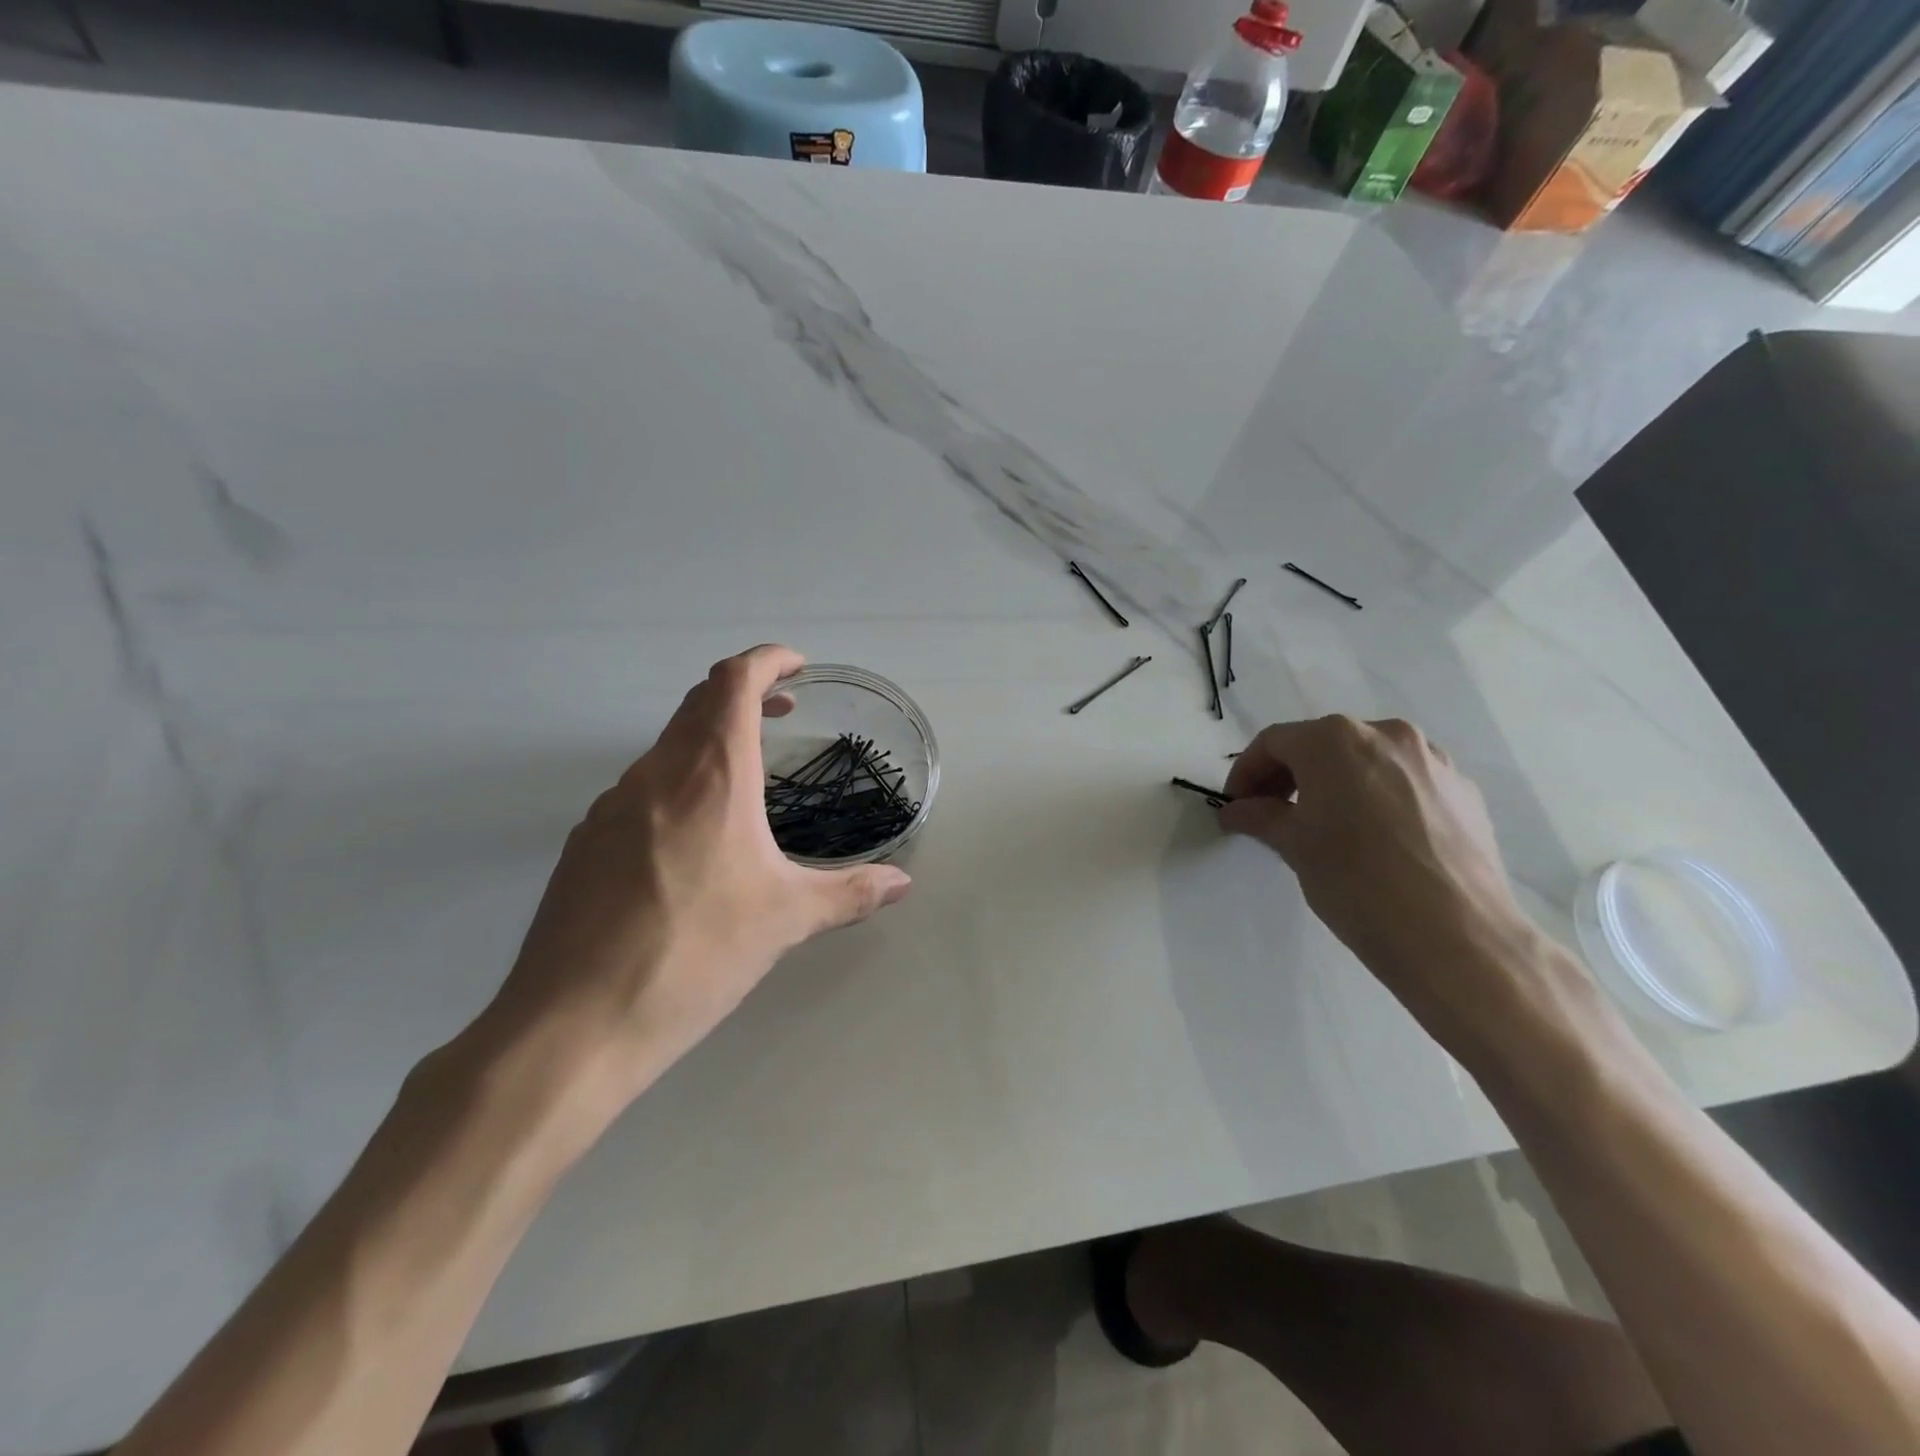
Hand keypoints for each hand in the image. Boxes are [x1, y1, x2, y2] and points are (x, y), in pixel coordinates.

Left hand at [476, 645, 911, 1106]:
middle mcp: (656, 774)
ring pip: (666, 746)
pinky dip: (677, 782)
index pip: (733, 682)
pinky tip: (693, 839)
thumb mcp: (786, 920)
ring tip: (746, 779)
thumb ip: (850, 893)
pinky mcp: (585, 843)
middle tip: (781, 711)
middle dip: (743, 694)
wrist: (575, 1023)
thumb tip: (902, 884)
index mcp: (711, 775)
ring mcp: (611, 806)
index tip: (796, 667)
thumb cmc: (696, 953)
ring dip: (709, 740)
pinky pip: (640, 789)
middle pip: (697, 703)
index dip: (766, 661)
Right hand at [1219, 716, 1540, 1040]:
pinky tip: (1376, 839)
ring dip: (1336, 784)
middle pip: (1322, 745)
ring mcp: (1432, 760)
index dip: (1246, 772)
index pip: (1274, 743)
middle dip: (1290, 776)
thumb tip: (1237, 811)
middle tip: (1273, 815)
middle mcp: (1385, 735)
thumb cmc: (1356, 881)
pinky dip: (1379, 798)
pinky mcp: (1464, 791)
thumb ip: (1260, 817)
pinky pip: (1406, 782)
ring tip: (1327, 827)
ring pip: (1367, 761)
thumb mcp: (1294, 846)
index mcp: (1334, 740)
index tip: (1237, 806)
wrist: (1455, 935)